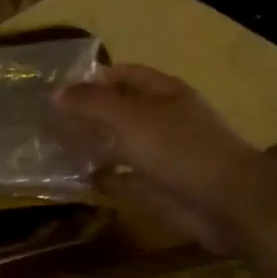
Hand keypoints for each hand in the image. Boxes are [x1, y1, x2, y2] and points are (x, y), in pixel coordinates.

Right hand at [55, 64, 260, 254]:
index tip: (58, 90)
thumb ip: (92, 103)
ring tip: (57, 150)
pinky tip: (80, 182)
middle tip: (49, 122)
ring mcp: (166, 155)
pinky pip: (128, 180)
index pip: (124, 75)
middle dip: (89, 114)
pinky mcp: (163, 188)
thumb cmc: (179, 149)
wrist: (228, 202)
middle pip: (122, 110)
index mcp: (164, 92)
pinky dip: (106, 180)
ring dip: (95, 147)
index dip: (93, 79)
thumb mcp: (130, 118)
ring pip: (123, 145)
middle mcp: (165, 119)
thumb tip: (56, 92)